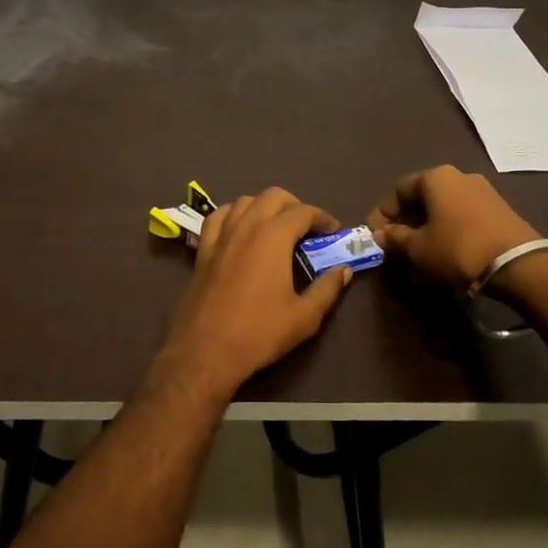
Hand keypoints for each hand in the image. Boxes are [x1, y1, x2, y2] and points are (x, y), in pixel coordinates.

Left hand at [159, 188, 353, 397]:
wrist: (206, 351)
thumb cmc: (259, 333)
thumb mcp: (304, 316)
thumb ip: (328, 288)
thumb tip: (344, 270)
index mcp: (273, 237)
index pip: (303, 212)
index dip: (322, 218)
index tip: (333, 231)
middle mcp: (246, 226)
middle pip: (273, 196)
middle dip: (294, 205)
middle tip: (307, 228)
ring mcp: (221, 236)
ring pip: (244, 201)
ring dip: (264, 206)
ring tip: (276, 226)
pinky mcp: (203, 250)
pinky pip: (218, 218)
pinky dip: (233, 215)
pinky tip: (240, 229)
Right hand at [366, 164, 541, 290]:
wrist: (519, 264)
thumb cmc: (457, 249)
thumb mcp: (418, 248)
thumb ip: (395, 238)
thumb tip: (380, 234)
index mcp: (435, 177)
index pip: (398, 191)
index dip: (383, 215)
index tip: (377, 239)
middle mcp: (459, 177)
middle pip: (422, 201)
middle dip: (406, 227)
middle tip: (397, 253)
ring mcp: (483, 193)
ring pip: (443, 213)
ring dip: (427, 235)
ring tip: (419, 265)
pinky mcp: (500, 212)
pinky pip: (463, 221)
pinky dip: (448, 237)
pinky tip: (444, 262)